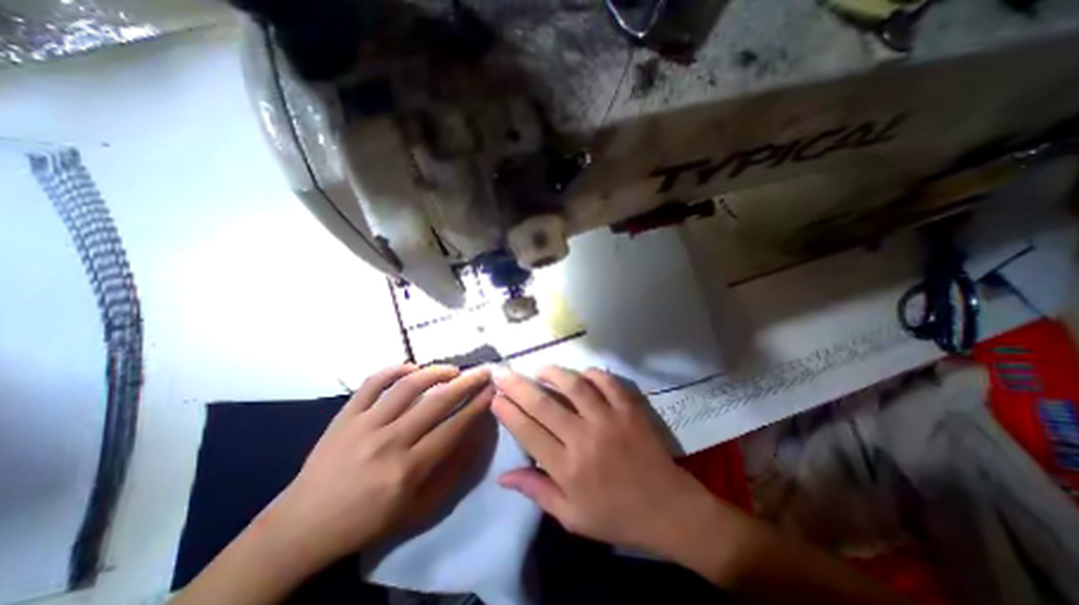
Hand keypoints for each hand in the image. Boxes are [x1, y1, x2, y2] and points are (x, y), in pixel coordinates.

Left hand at [259, 365, 493, 571]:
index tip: (492, 389)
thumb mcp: (418, 509)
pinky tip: (411, 367)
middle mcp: (389, 442)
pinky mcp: (344, 415)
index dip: (477, 405)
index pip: (454, 427)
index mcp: (409, 470)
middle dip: (467, 383)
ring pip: (407, 386)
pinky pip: (372, 382)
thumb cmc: (367, 521)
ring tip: (452, 370)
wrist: (302, 527)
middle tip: (483, 371)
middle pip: (437, 402)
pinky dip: (394, 369)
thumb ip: (450, 471)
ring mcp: (364, 425)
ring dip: (435, 372)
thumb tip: (474, 435)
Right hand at [493, 365, 719, 566]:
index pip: (528, 432)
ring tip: (539, 368)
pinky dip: (592, 373)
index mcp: (567, 469)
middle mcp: (584, 439)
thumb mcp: (572, 517)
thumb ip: (536, 492)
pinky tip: (581, 374)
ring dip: (553, 373)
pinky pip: (607, 382)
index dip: (508, 411)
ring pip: (574, 386)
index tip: (495, 397)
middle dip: (517, 385)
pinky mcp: (629, 409)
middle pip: (543, 404)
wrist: (668, 509)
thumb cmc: (616, 516)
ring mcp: (609, 420)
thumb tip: (502, 476)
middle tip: (502, 372)